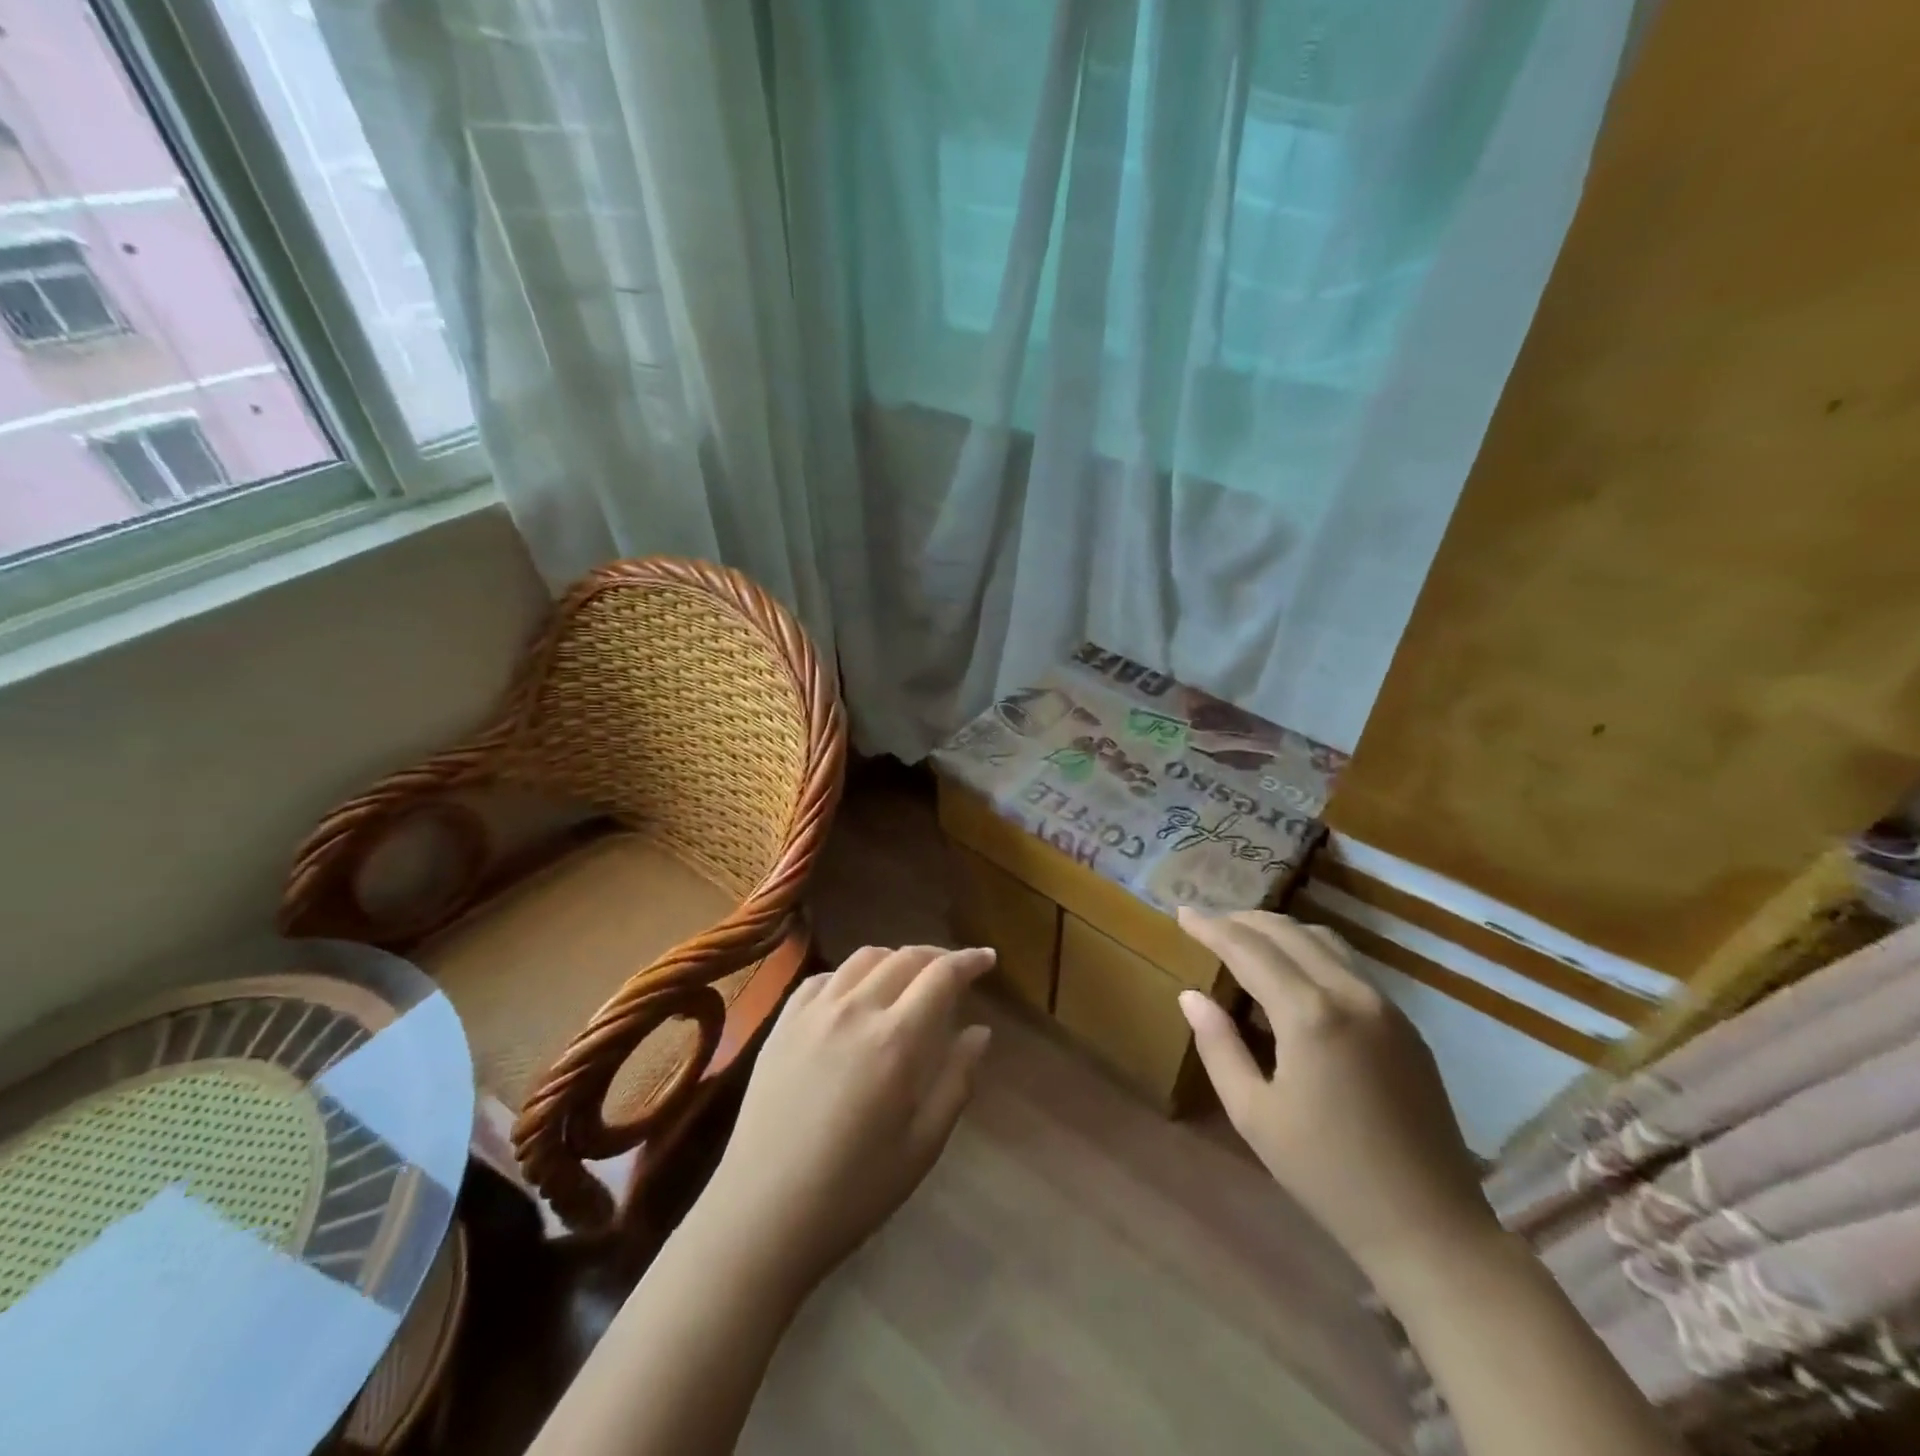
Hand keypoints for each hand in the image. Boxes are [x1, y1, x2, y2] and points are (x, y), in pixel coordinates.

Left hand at [696, 944, 994, 1297]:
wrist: (763, 1214)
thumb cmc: (855, 1190)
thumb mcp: (923, 1144)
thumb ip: (957, 1079)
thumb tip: (980, 1031)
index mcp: (897, 1040)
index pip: (942, 975)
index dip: (970, 960)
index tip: (988, 958)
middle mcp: (856, 1010)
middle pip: (905, 957)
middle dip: (937, 956)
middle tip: (955, 970)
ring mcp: (814, 1012)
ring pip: (864, 959)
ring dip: (895, 958)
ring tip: (908, 978)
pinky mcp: (783, 1023)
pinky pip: (824, 978)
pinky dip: (851, 974)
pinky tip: (855, 996)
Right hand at [1175, 909, 1496, 1278]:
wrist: (1430, 1227)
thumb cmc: (1327, 1174)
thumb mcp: (1254, 1114)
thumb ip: (1219, 1046)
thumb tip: (1191, 996)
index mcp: (1309, 1015)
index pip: (1249, 949)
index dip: (1211, 927)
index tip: (1183, 912)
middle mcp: (1351, 993)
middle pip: (1288, 932)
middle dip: (1242, 920)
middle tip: (1208, 922)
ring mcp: (1386, 1006)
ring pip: (1324, 939)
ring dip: (1279, 930)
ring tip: (1245, 938)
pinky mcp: (1406, 1024)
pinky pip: (1349, 964)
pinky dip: (1310, 950)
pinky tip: (1292, 971)